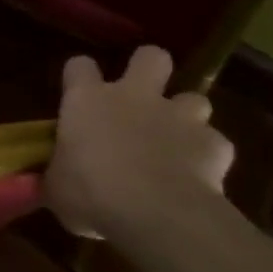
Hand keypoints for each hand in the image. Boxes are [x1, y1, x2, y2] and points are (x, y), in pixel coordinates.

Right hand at [46, 47, 233, 238]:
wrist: (156, 214)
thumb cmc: (90, 194)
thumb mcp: (56, 186)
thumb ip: (60, 171)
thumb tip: (59, 175)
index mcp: (87, 101)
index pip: (79, 66)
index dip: (79, 76)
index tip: (77, 91)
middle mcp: (135, 97)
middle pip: (150, 57)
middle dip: (148, 68)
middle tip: (140, 94)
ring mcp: (179, 117)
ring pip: (193, 98)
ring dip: (184, 116)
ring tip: (175, 141)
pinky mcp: (215, 144)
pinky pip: (213, 142)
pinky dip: (205, 156)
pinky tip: (197, 176)